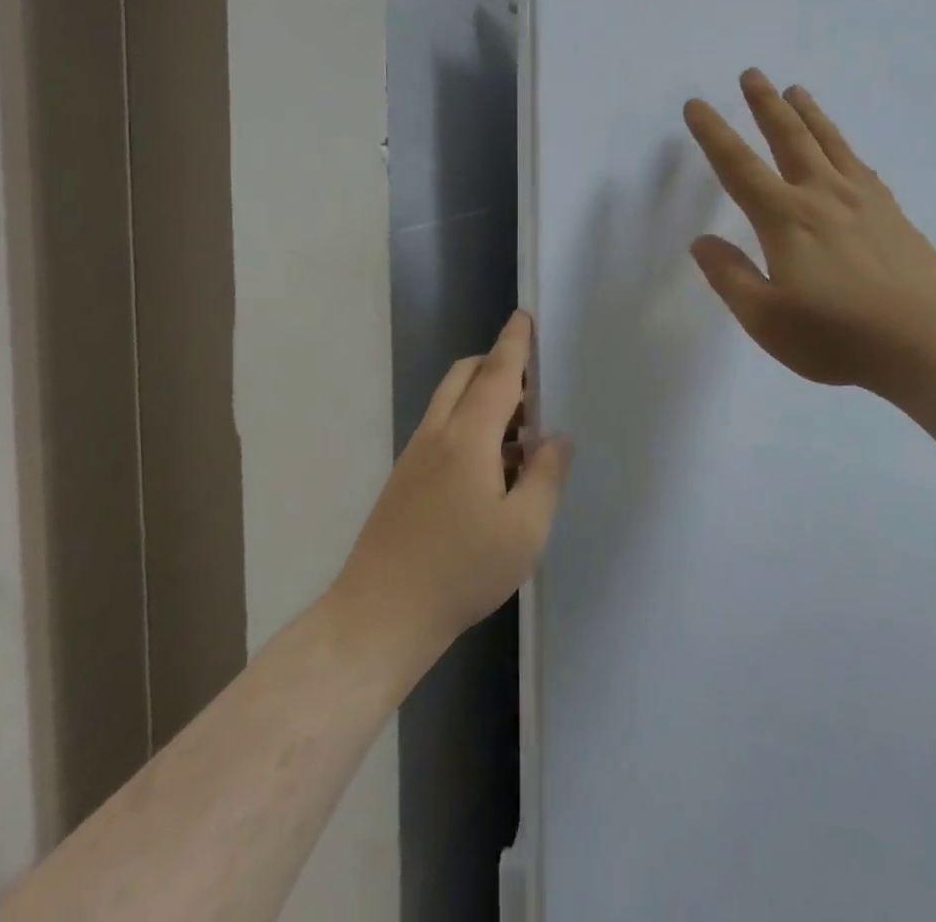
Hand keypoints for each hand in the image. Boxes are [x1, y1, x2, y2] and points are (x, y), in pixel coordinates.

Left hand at [332, 312, 571, 661]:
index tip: (524, 316)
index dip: (514, 343)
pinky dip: (468, 424)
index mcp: (468, 438)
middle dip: (497, 364)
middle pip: (464, 376)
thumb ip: (546, 475)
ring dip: (483, 397)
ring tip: (521, 435)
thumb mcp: (524, 530)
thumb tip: (557, 437)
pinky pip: (441, 429)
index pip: (497, 373)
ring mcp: (414, 456)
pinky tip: (492, 470)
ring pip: (450, 402)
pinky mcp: (404, 479)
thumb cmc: (460, 572)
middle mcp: (437, 435)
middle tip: (533, 387)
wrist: (378, 618)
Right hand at [683, 69, 935, 395]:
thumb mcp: (766, 319)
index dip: (714, 134)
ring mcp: (863, 200)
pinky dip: (845, 147)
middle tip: (752, 74)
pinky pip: (861, 165)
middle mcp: (822, 196)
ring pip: (829, 142)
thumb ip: (730, 276)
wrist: (927, 339)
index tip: (697, 105)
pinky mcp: (893, 213)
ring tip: (796, 89)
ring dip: (808, 113)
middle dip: (765, 105)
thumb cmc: (838, 335)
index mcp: (785, 219)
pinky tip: (845, 149)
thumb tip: (702, 242)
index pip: (739, 167)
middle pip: (789, 138)